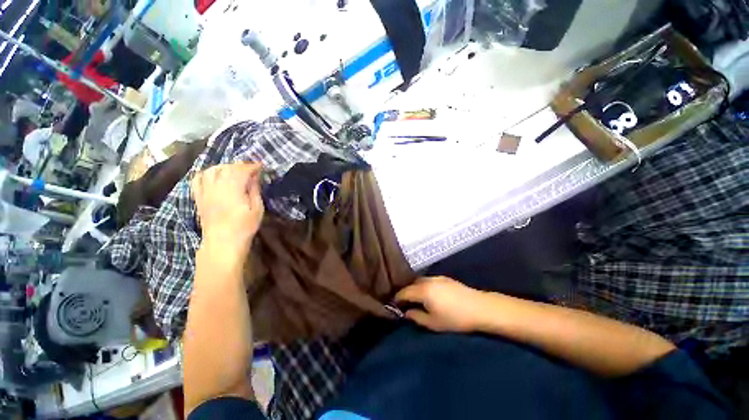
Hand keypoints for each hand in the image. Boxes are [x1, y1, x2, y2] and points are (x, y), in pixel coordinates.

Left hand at [191, 163, 263, 251]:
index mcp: (233, 189)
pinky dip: (206, 173)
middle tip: (250, 169)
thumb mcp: (257, 209)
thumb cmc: (244, 226)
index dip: (252, 166)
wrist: (223, 242)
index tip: (261, 166)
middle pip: (226, 168)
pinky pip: (197, 179)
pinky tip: (213, 176)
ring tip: (233, 171)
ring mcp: (205, 191)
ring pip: (211, 170)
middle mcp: (216, 187)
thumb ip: (255, 190)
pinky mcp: (198, 197)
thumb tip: (254, 176)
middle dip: (240, 166)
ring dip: (224, 167)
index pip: (241, 170)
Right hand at [394, 276, 491, 332]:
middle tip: (404, 303)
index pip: (404, 292)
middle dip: (406, 292)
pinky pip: (429, 280)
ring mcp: (437, 277)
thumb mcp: (433, 323)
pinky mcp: (445, 278)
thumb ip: (416, 317)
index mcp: (423, 290)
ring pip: (420, 280)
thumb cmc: (455, 318)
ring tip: (416, 298)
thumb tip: (406, 312)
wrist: (480, 308)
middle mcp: (427, 280)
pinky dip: (424, 285)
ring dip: (415, 288)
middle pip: (411, 284)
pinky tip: (429, 293)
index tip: (394, 305)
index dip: (397, 298)